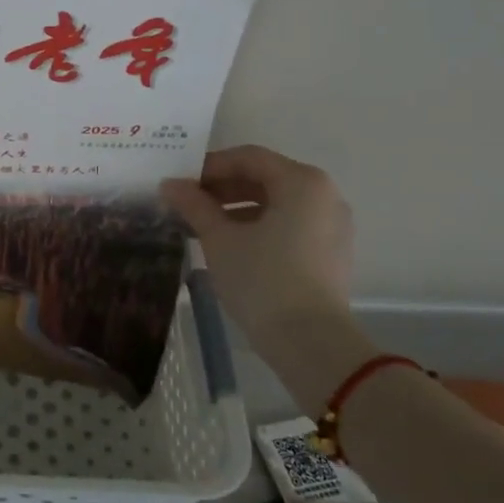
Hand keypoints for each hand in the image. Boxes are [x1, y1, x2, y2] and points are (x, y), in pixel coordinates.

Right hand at [160, 145, 353, 336]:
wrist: (311, 344)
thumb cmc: (263, 279)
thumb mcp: (219, 238)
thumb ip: (194, 205)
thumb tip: (170, 184)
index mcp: (302, 182)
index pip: (248, 158)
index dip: (210, 166)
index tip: (181, 183)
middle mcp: (325, 195)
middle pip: (265, 178)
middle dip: (223, 188)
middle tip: (188, 203)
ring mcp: (333, 225)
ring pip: (278, 203)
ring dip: (238, 208)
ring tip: (204, 226)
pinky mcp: (332, 253)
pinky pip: (291, 225)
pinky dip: (260, 226)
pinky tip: (231, 245)